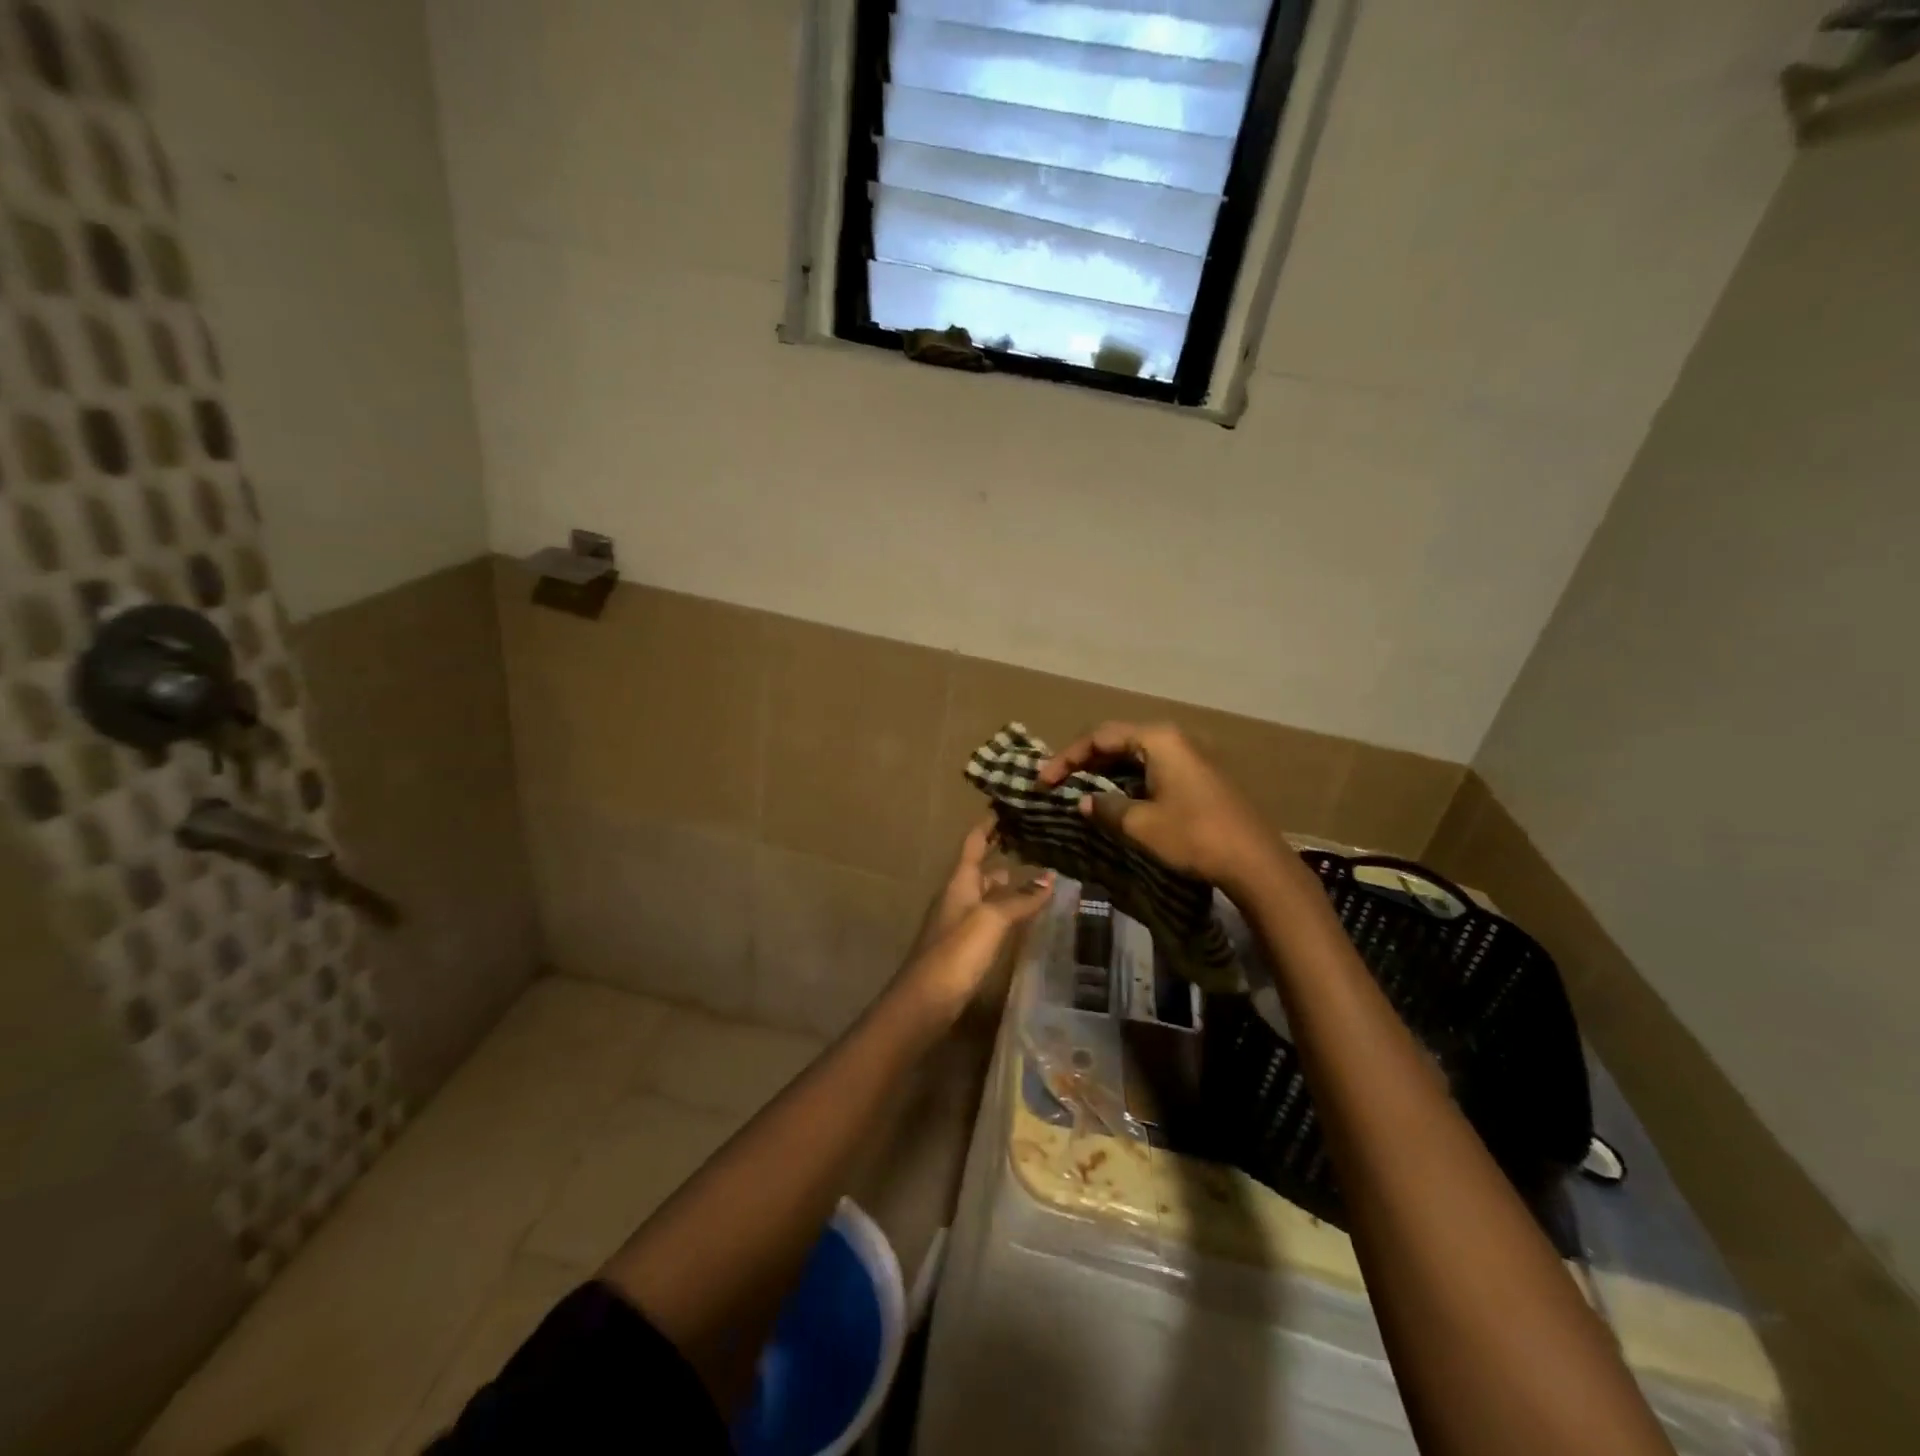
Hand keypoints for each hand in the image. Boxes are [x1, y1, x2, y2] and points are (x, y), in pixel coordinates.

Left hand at [899, 820, 1052, 1018]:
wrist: (926, 1001)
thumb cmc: (957, 952)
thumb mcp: (991, 919)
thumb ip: (1021, 898)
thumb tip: (1050, 877)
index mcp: (959, 882)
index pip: (974, 843)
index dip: (988, 825)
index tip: (1005, 806)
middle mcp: (957, 897)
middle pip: (982, 869)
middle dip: (1005, 855)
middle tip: (1037, 843)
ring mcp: (960, 923)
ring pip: (988, 895)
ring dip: (1010, 885)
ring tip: (1041, 878)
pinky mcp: (965, 948)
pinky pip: (990, 919)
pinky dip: (1008, 911)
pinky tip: (1026, 917)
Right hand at [1038, 721, 1276, 892]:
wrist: (1254, 862)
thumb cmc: (1194, 835)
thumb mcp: (1141, 824)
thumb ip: (1105, 808)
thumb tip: (1083, 802)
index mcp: (1157, 739)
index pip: (1099, 736)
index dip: (1066, 757)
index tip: (1044, 781)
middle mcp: (1173, 738)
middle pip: (1116, 740)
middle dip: (1084, 761)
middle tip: (1058, 783)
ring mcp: (1188, 755)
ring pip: (1134, 755)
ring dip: (1104, 772)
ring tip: (1079, 791)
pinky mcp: (1197, 775)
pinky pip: (1150, 768)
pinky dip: (1126, 780)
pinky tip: (1114, 800)